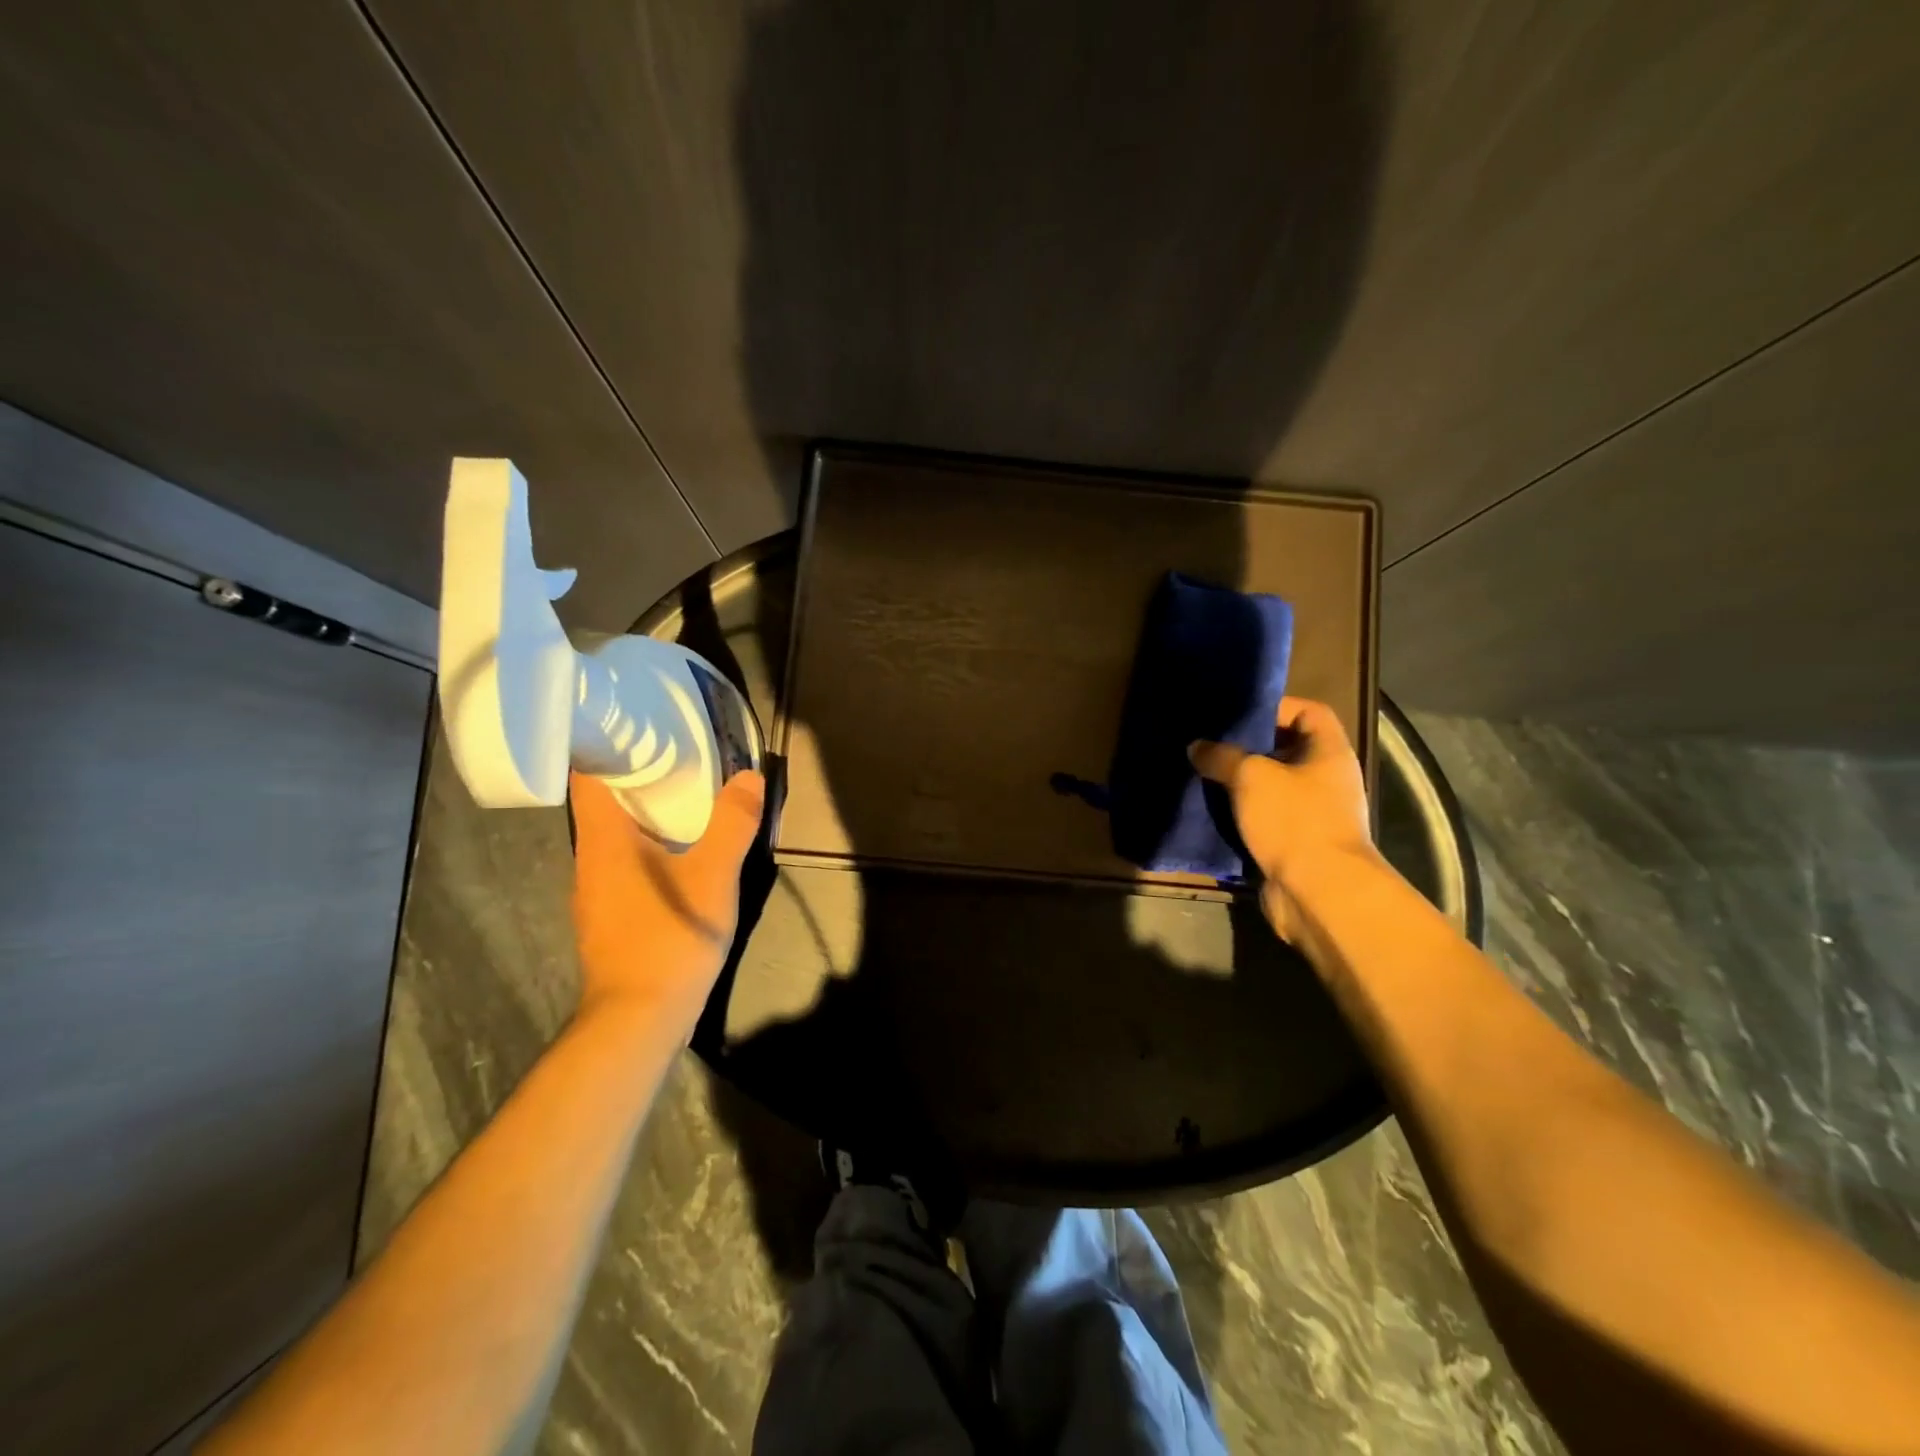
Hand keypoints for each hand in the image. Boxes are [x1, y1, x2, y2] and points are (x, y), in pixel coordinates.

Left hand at [569, 768, 765, 1021]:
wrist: (638, 1020)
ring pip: (613, 835)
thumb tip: (750, 776)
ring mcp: (595, 891)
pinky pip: (622, 863)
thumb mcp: (714, 876)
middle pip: (602, 802)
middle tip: (675, 751)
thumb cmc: (670, 937)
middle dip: (635, 775)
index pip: (586, 774)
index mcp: (604, 839)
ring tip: (681, 793)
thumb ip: (732, 824)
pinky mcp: (609, 916)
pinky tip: (677, 850)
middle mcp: (589, 859)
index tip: (636, 725)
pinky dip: (645, 844)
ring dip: (642, 812)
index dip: (604, 744)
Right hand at [1189, 696, 1376, 944]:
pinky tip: (1210, 811)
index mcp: (1329, 752)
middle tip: (1210, 743)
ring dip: (1240, 784)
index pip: (1310, 712)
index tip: (1239, 713)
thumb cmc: (1294, 821)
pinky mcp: (1296, 844)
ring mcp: (1313, 814)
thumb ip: (1222, 756)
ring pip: (1271, 787)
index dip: (1276, 707)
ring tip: (1203, 775)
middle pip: (1286, 750)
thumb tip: (1198, 746)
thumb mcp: (1251, 777)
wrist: (1319, 893)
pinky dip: (1241, 815)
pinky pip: (1265, 819)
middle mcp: (1326, 779)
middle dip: (1248, 747)